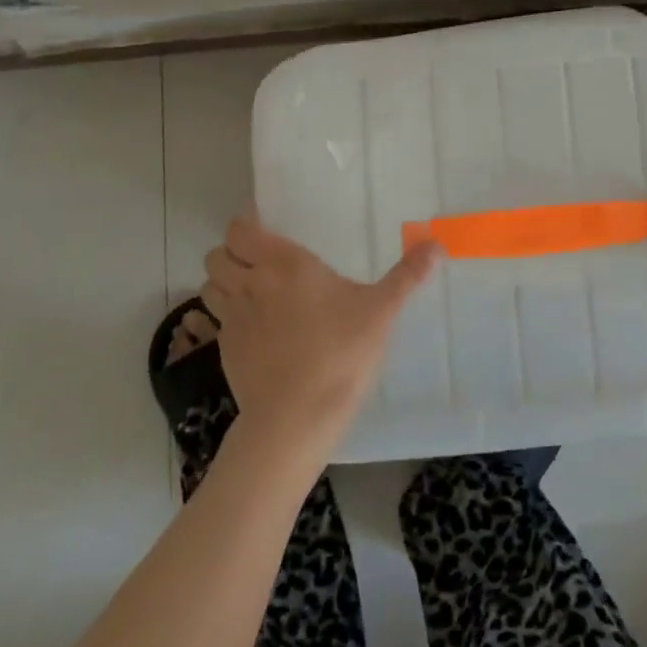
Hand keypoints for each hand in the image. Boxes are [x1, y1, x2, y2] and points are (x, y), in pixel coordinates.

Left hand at [202, 215, 439, 459]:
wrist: (295, 421)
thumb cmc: (340, 353)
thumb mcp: (381, 311)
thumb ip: (407, 276)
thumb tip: (438, 245)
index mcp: (284, 263)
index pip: (240, 228)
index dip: (246, 225)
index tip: (267, 229)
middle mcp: (251, 284)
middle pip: (217, 254)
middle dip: (232, 253)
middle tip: (260, 260)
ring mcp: (233, 320)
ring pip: (209, 286)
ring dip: (224, 283)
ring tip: (252, 291)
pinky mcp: (225, 352)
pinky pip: (216, 321)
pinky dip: (228, 317)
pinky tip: (256, 330)